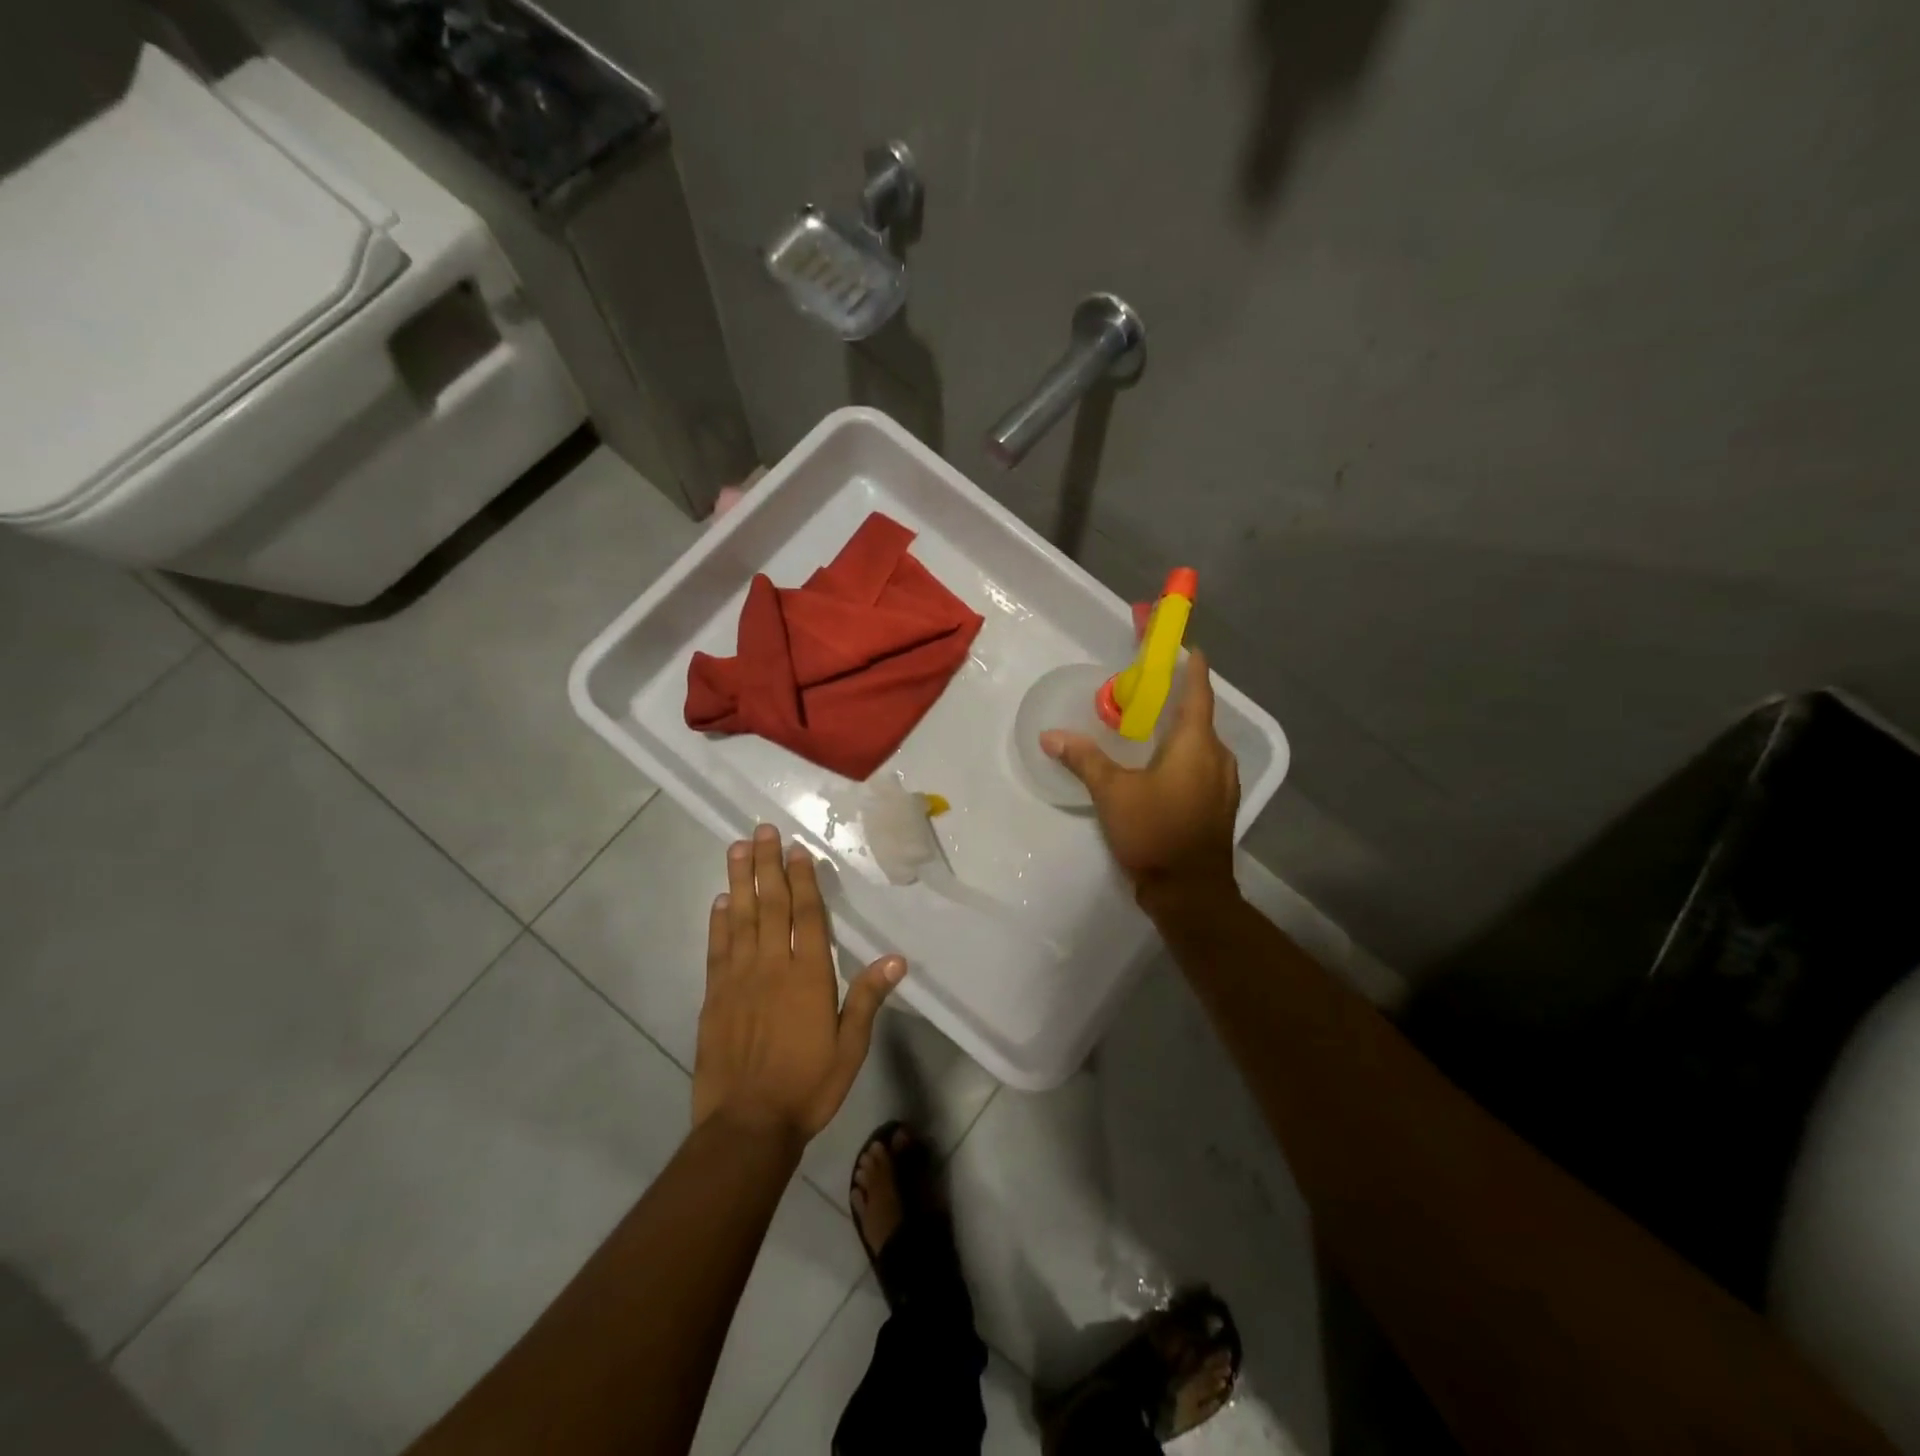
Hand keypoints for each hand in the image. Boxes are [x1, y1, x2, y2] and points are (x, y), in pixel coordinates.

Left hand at [693, 825, 905, 1142]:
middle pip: (770, 905)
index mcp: (809, 976)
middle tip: (762, 831)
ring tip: (738, 848)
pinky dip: (718, 921)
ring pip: (739, 918)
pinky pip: (717, 949)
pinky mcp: (714, 997)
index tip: (797, 849)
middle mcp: (772, 967)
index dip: (802, 880)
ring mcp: (738, 979)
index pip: (807, 916)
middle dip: (768, 865)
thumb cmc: (807, 1087)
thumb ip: (868, 999)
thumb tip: (898, 959)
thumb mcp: (850, 1048)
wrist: (747, 1126)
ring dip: (739, 881)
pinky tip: (720, 901)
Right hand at [1041, 649, 1240, 899]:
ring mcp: (1223, 783)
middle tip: (1146, 690)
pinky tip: (1159, 765)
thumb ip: (1084, 759)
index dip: (1192, 667)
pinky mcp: (1218, 805)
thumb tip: (1051, 736)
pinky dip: (1183, 755)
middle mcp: (1218, 756)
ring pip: (1201, 744)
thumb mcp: (1112, 792)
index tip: (1186, 647)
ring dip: (1179, 730)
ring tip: (1149, 726)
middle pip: (1200, 716)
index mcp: (1198, 744)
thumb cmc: (1155, 832)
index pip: (1198, 691)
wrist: (1190, 892)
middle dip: (1177, 699)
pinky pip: (1202, 765)